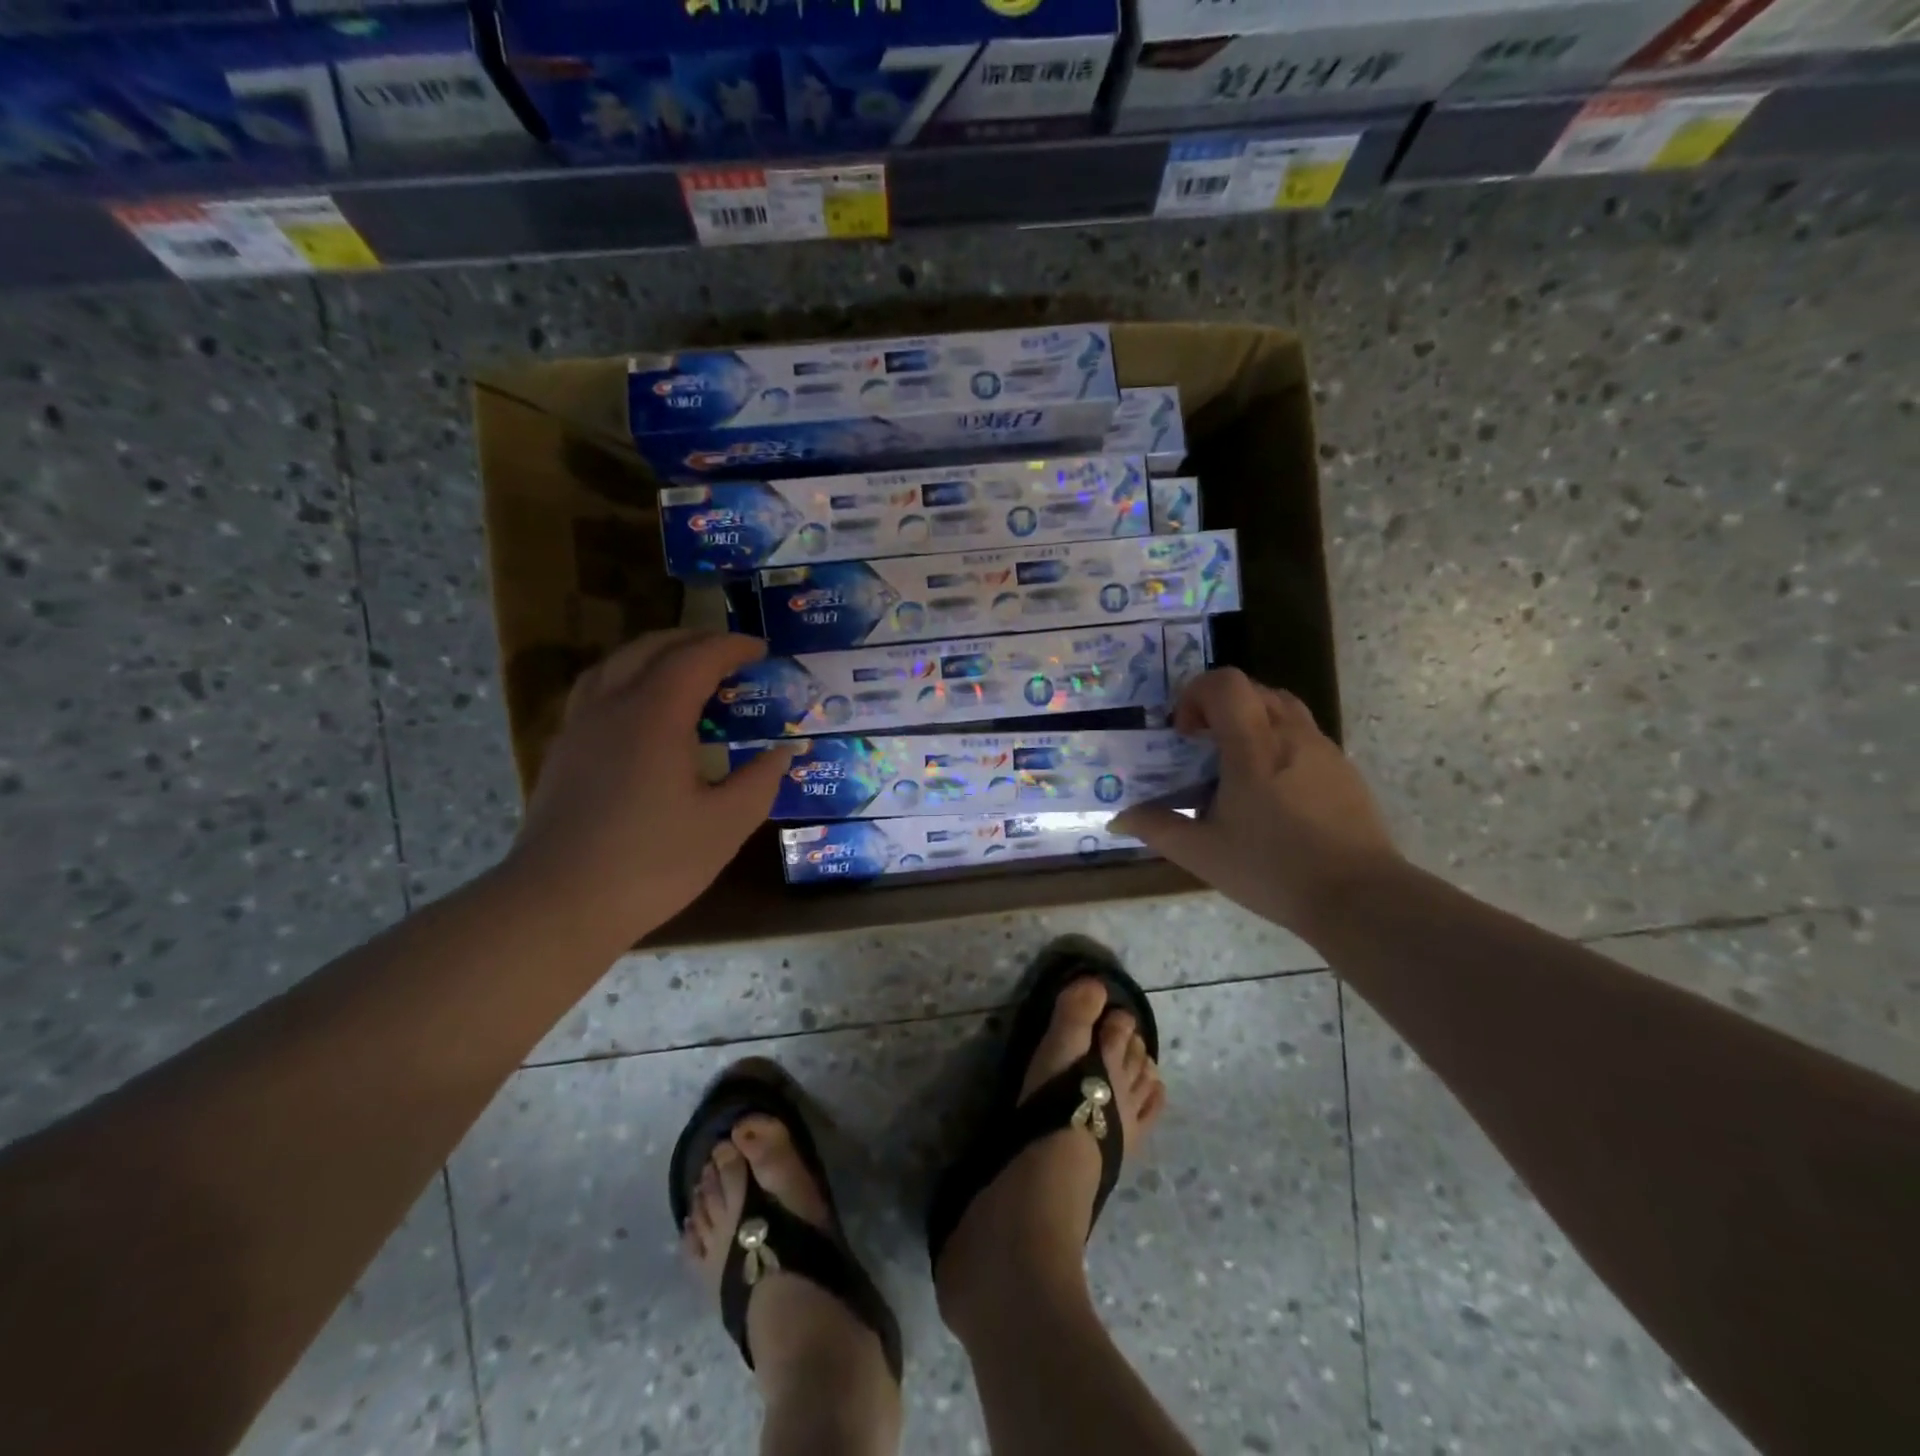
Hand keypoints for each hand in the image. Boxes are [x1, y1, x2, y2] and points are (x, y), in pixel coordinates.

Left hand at [503, 630, 793, 948]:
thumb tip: (781, 753)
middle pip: (651, 648)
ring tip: (685, 667)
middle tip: (731, 652)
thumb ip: (760, 781)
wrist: (559, 904)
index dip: (732, 647)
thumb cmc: (652, 863)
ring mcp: (580, 727)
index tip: (762, 649)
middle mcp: (612, 706)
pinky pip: (596, 689)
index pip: (697, 658)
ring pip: (615, 664)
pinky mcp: (563, 751)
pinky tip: (641, 708)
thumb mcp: (725, 825)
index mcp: (655, 716)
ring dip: (655, 653)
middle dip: (695, 640)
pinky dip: (628, 677)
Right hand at [1111, 668, 1401, 937]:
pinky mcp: (1344, 770)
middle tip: (1203, 747)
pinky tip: (1272, 793)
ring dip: (1251, 722)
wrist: (1359, 898)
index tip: (1185, 734)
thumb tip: (1118, 819)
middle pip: (1254, 689)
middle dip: (1220, 707)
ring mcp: (1324, 750)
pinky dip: (1278, 744)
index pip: (1226, 683)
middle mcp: (1291, 735)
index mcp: (1254, 747)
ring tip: (1236, 767)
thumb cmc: (1273, 870)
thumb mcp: (1202, 853)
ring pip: (1283, 708)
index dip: (1196, 694)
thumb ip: (1157, 828)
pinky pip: (1304, 736)